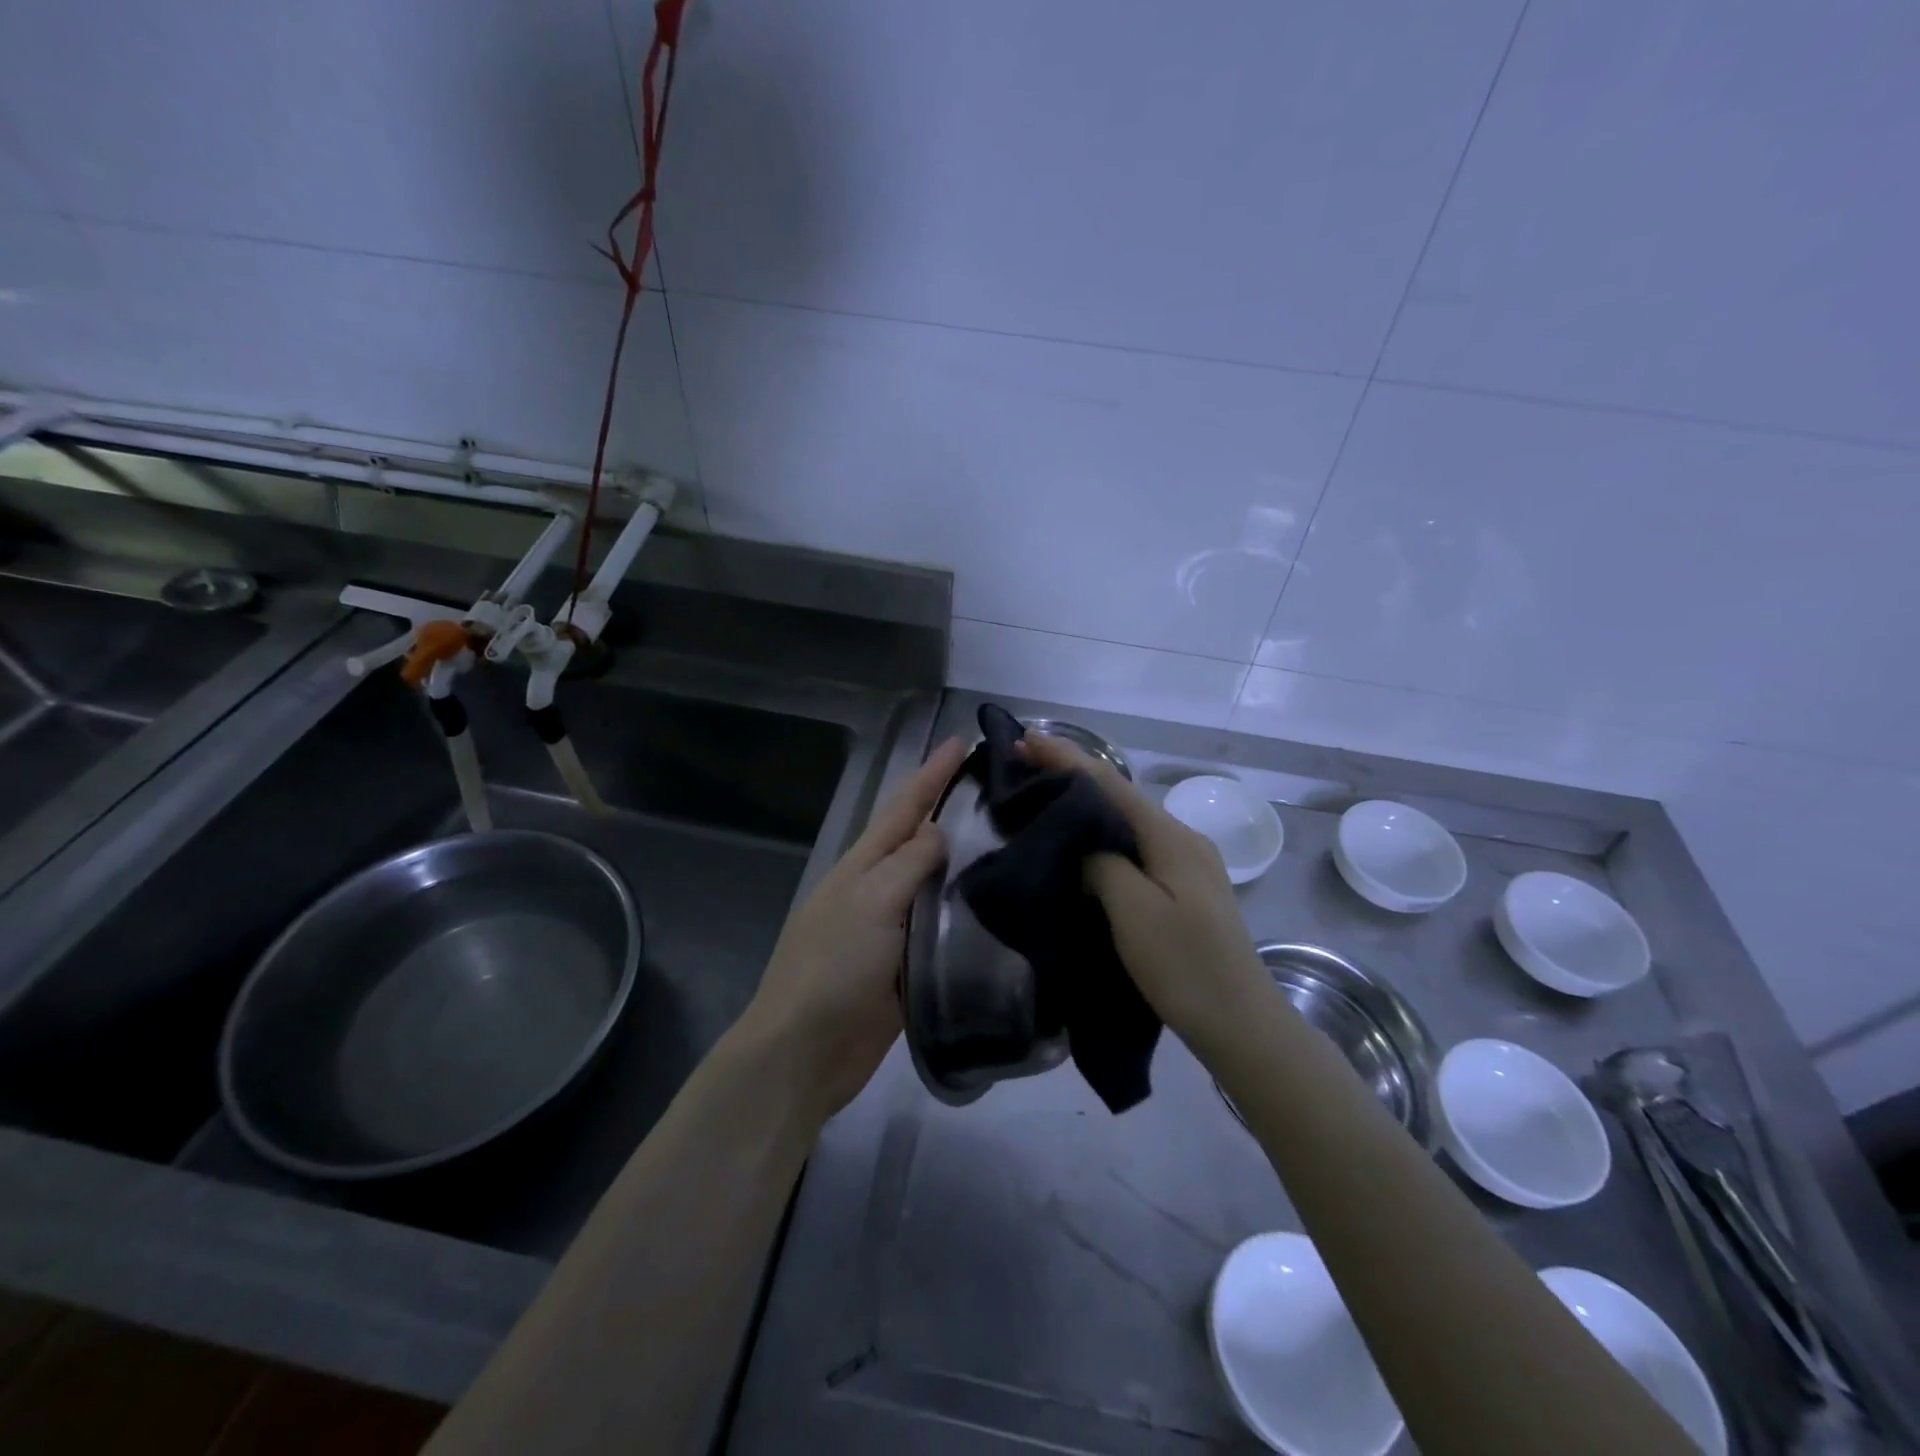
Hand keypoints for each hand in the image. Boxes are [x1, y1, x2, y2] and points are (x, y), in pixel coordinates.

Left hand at [738, 736, 966, 1119]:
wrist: (806, 1050)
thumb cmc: (834, 966)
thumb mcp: (872, 901)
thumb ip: (909, 863)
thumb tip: (940, 833)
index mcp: (864, 865)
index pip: (904, 807)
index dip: (931, 774)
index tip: (961, 741)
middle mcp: (878, 889)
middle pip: (920, 841)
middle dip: (952, 811)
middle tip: (1001, 793)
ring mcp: (892, 929)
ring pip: (934, 885)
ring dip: (965, 862)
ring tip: (1010, 843)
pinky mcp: (907, 967)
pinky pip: (940, 929)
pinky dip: (964, 914)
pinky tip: (996, 909)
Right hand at [1021, 734, 1268, 1047]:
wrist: (1243, 1025)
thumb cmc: (1186, 967)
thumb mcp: (1135, 913)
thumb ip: (1103, 865)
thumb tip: (1083, 844)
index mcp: (1170, 837)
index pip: (1109, 783)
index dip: (1066, 758)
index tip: (1026, 740)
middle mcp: (1181, 839)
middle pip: (1119, 796)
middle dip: (1073, 775)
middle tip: (1026, 766)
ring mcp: (1187, 864)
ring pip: (1126, 822)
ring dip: (1086, 805)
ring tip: (1044, 799)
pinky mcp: (1184, 889)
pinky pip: (1135, 847)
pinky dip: (1102, 835)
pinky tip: (1083, 844)